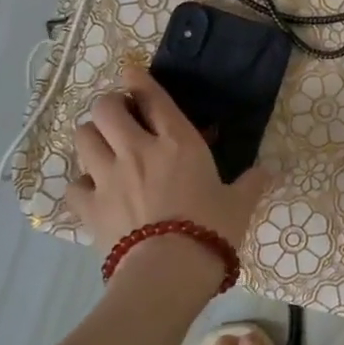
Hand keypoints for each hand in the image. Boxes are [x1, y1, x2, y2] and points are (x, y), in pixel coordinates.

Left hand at [61, 66, 270, 257]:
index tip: (131, 72)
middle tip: (121, 117)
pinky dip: (82, 184)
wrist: (169, 272)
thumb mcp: (239, 204)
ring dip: (93, 137)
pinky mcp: (89, 206)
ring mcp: (108, 177)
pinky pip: (74, 185)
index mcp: (178, 142)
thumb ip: (251, 183)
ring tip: (104, 147)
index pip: (151, 97)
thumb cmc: (212, 230)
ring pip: (83, 138)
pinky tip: (95, 192)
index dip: (138, 79)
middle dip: (110, 106)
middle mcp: (137, 150)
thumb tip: (269, 172)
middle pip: (106, 108)